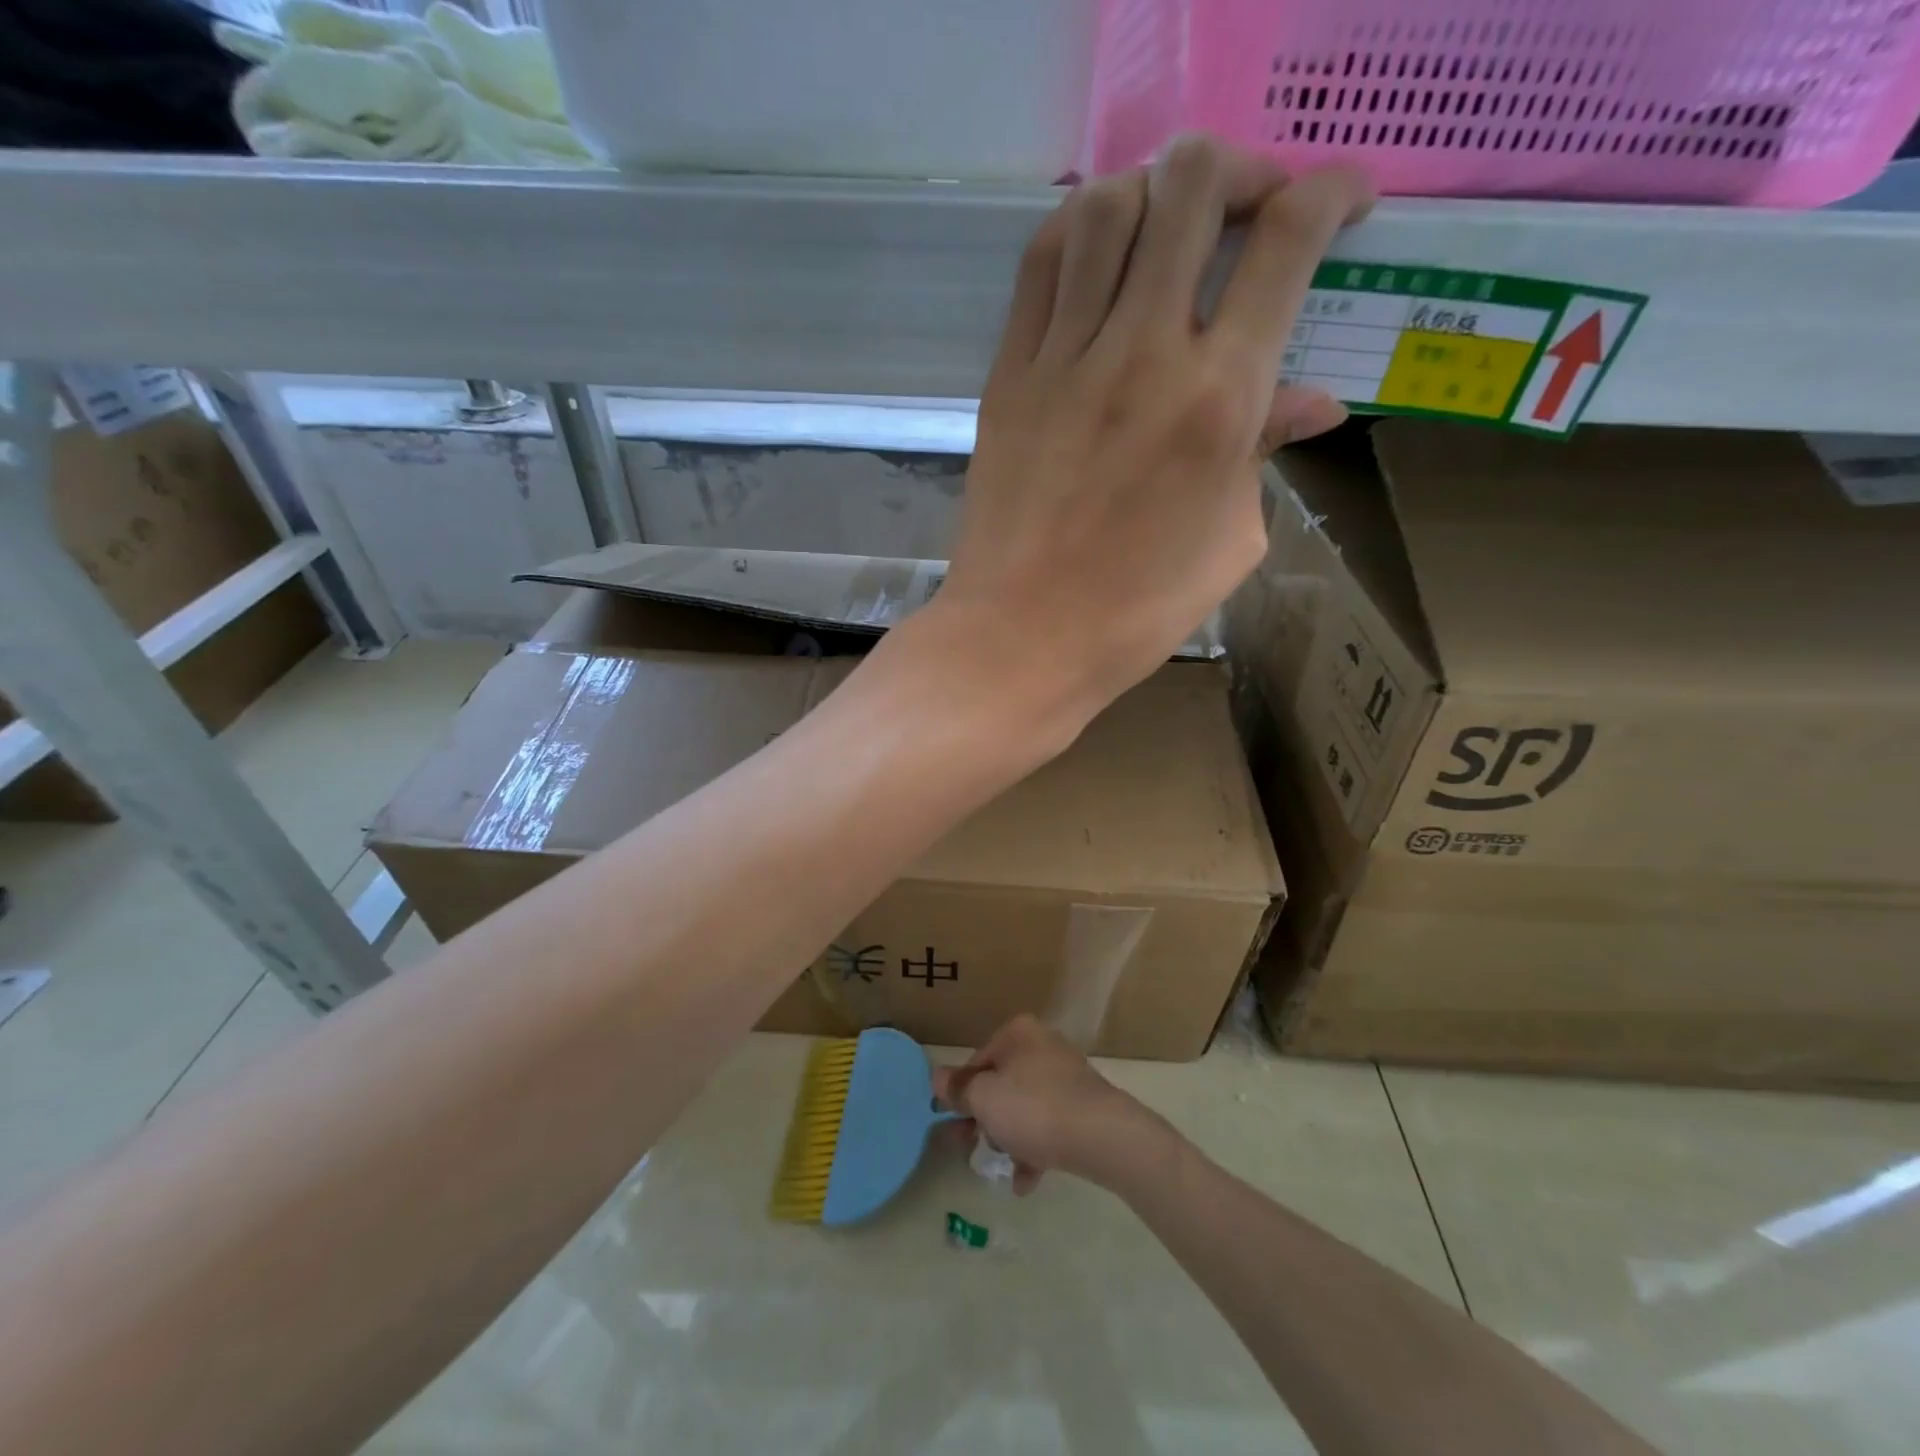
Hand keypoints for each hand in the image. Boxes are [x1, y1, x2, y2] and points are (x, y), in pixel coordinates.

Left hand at [933, 136, 1373, 730]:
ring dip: (1154, 189)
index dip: (1330, 192)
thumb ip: (1266, 456)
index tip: (1342, 203)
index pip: (1287, 241)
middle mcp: (1143, 353)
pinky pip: (1042, 264)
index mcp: (1219, 399)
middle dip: (1239, 170)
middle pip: (1192, 187)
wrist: (1021, 636)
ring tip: (1171, 226)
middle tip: (1252, 208)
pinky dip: (1079, 229)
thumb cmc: (1136, 611)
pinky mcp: (1009, 374)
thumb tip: (1311, 403)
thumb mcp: (1230, 542)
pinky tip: (1100, 252)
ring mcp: (1065, 358)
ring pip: (1108, 206)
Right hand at [933, 1015, 1165, 1194]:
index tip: (947, 1121)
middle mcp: (1042, 1046)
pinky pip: (1048, 1125)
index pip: (976, 1061)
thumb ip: (957, 1089)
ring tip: (1000, 1167)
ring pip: (1023, 1107)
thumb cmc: (1035, 1109)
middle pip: (1000, 1084)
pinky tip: (1025, 1181)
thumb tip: (936, 1077)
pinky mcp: (1082, 1106)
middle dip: (982, 1119)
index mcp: (1018, 1034)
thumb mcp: (984, 1098)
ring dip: (1007, 1137)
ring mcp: (1066, 1076)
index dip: (959, 1093)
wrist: (1103, 1136)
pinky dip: (1034, 1149)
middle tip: (965, 1147)